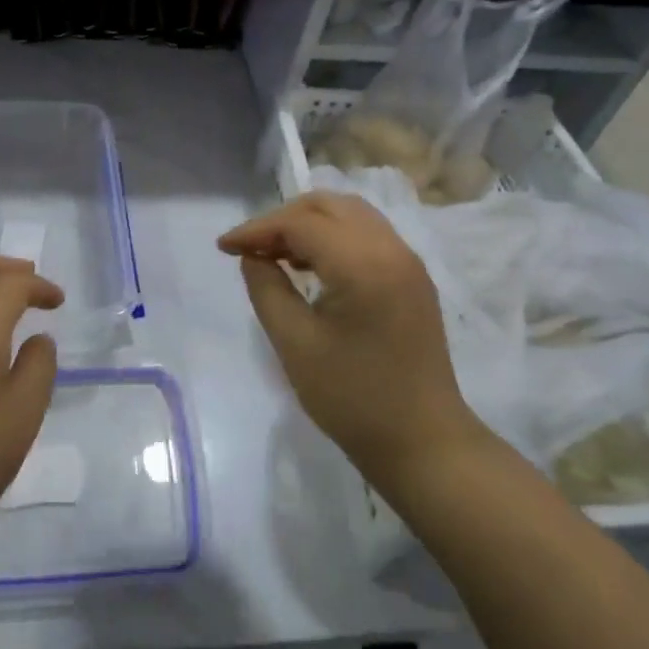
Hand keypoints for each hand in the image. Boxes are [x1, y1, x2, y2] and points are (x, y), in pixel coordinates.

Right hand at [218, 192, 487, 490]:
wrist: (423, 442)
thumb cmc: (353, 398)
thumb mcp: (295, 344)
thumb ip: (267, 289)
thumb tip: (253, 257)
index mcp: (363, 264)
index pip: (300, 223)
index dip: (257, 229)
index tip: (224, 248)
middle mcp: (391, 249)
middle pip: (329, 205)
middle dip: (283, 218)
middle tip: (250, 247)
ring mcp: (408, 262)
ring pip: (350, 215)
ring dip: (309, 224)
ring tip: (276, 254)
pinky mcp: (413, 278)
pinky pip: (368, 235)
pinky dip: (333, 236)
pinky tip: (311, 266)